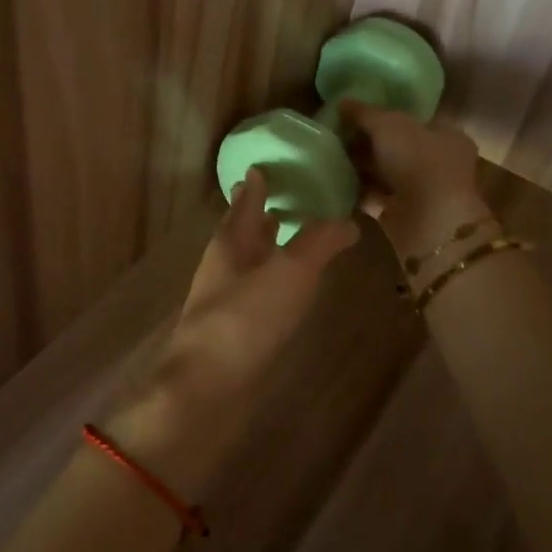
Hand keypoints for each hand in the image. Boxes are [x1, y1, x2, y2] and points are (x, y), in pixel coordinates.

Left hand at [107, 169, 356, 496]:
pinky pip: (250, 287)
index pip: (246, 202)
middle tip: (273, 192)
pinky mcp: (229, 326)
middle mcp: (223, 263)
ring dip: (261, 242)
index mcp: (231, 241)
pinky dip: (266, 275)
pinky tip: (279, 286)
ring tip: (280, 230)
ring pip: (244, 257)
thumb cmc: (245, 319)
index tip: (263, 166)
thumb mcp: (290, 273)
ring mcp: (222, 296)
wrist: (204, 385)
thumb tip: (348, 219)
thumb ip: (318, 243)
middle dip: (255, 211)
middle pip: (240, 228)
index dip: (256, 184)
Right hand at [339, 101, 491, 264]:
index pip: (414, 121)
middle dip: (368, 143)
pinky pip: (375, 197)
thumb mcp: (388, 125)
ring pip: (385, 173)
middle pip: (396, 147)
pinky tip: (335, 182)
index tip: (355, 116)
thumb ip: (364, 113)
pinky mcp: (403, 215)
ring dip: (361, 167)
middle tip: (337, 136)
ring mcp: (422, 191)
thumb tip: (342, 102)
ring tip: (330, 158)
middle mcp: (439, 163)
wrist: (429, 223)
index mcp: (447, 137)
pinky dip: (358, 191)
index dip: (384, 116)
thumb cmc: (418, 162)